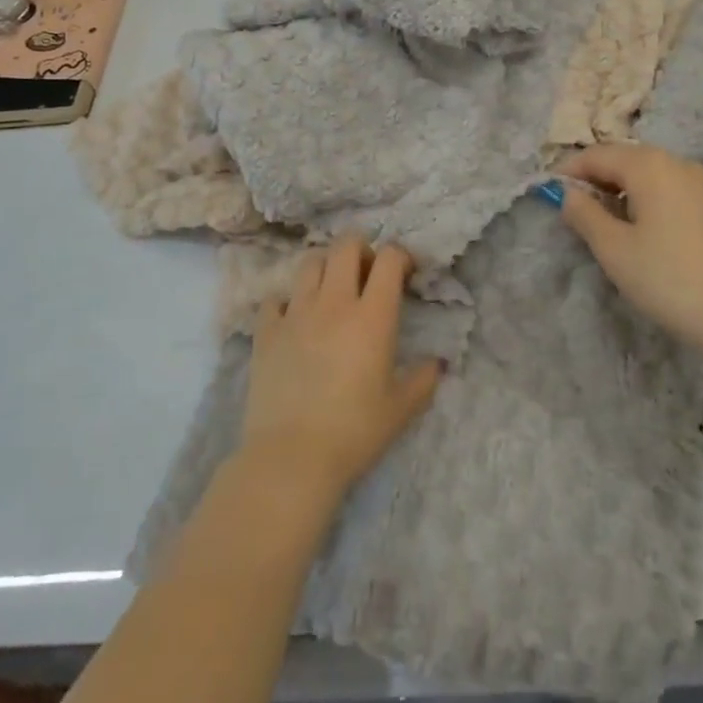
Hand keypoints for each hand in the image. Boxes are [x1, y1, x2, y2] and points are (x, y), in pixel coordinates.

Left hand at [238, 236, 442, 503]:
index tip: (406, 275)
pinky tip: (295, 321)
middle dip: (362, 249)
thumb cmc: (355, 432)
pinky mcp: (265, 331)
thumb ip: (424, 379)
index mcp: (373, 316)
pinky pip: (275, 298)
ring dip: (326, 267)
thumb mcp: (402, 409)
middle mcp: (334, 303)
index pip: (390, 259)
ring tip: (332, 291)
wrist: (292, 457)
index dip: (401, 257)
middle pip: (346, 246)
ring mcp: (295, 313)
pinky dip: (288, 301)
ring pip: (310, 262)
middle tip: (368, 274)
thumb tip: (437, 363)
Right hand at [557, 143, 702, 353]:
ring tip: (601, 220)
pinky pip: (667, 188)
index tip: (547, 194)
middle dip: (594, 178)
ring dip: (619, 188)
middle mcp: (675, 162)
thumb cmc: (667, 278)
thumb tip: (567, 193)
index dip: (569, 171)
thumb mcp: (614, 248)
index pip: (597, 155)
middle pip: (624, 158)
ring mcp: (699, 183)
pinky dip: (644, 198)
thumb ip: (584, 214)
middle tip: (572, 208)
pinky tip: (638, 227)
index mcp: (648, 165)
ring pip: (647, 173)